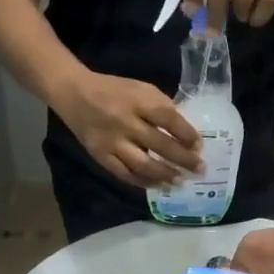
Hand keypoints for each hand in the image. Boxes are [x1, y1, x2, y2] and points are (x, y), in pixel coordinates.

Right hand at [56, 70, 203, 186]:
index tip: (200, 146)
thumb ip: (161, 107)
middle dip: (183, 159)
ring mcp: (112, 142)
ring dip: (165, 175)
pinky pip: (125, 174)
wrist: (74, 94)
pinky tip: (157, 185)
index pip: (169, 119)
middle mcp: (126, 122)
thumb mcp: (141, 89)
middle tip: (199, 170)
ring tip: (180, 182)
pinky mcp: (101, 156)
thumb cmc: (114, 90)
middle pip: (160, 145)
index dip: (187, 134)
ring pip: (143, 165)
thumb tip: (184, 133)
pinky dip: (143, 182)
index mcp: (138, 100)